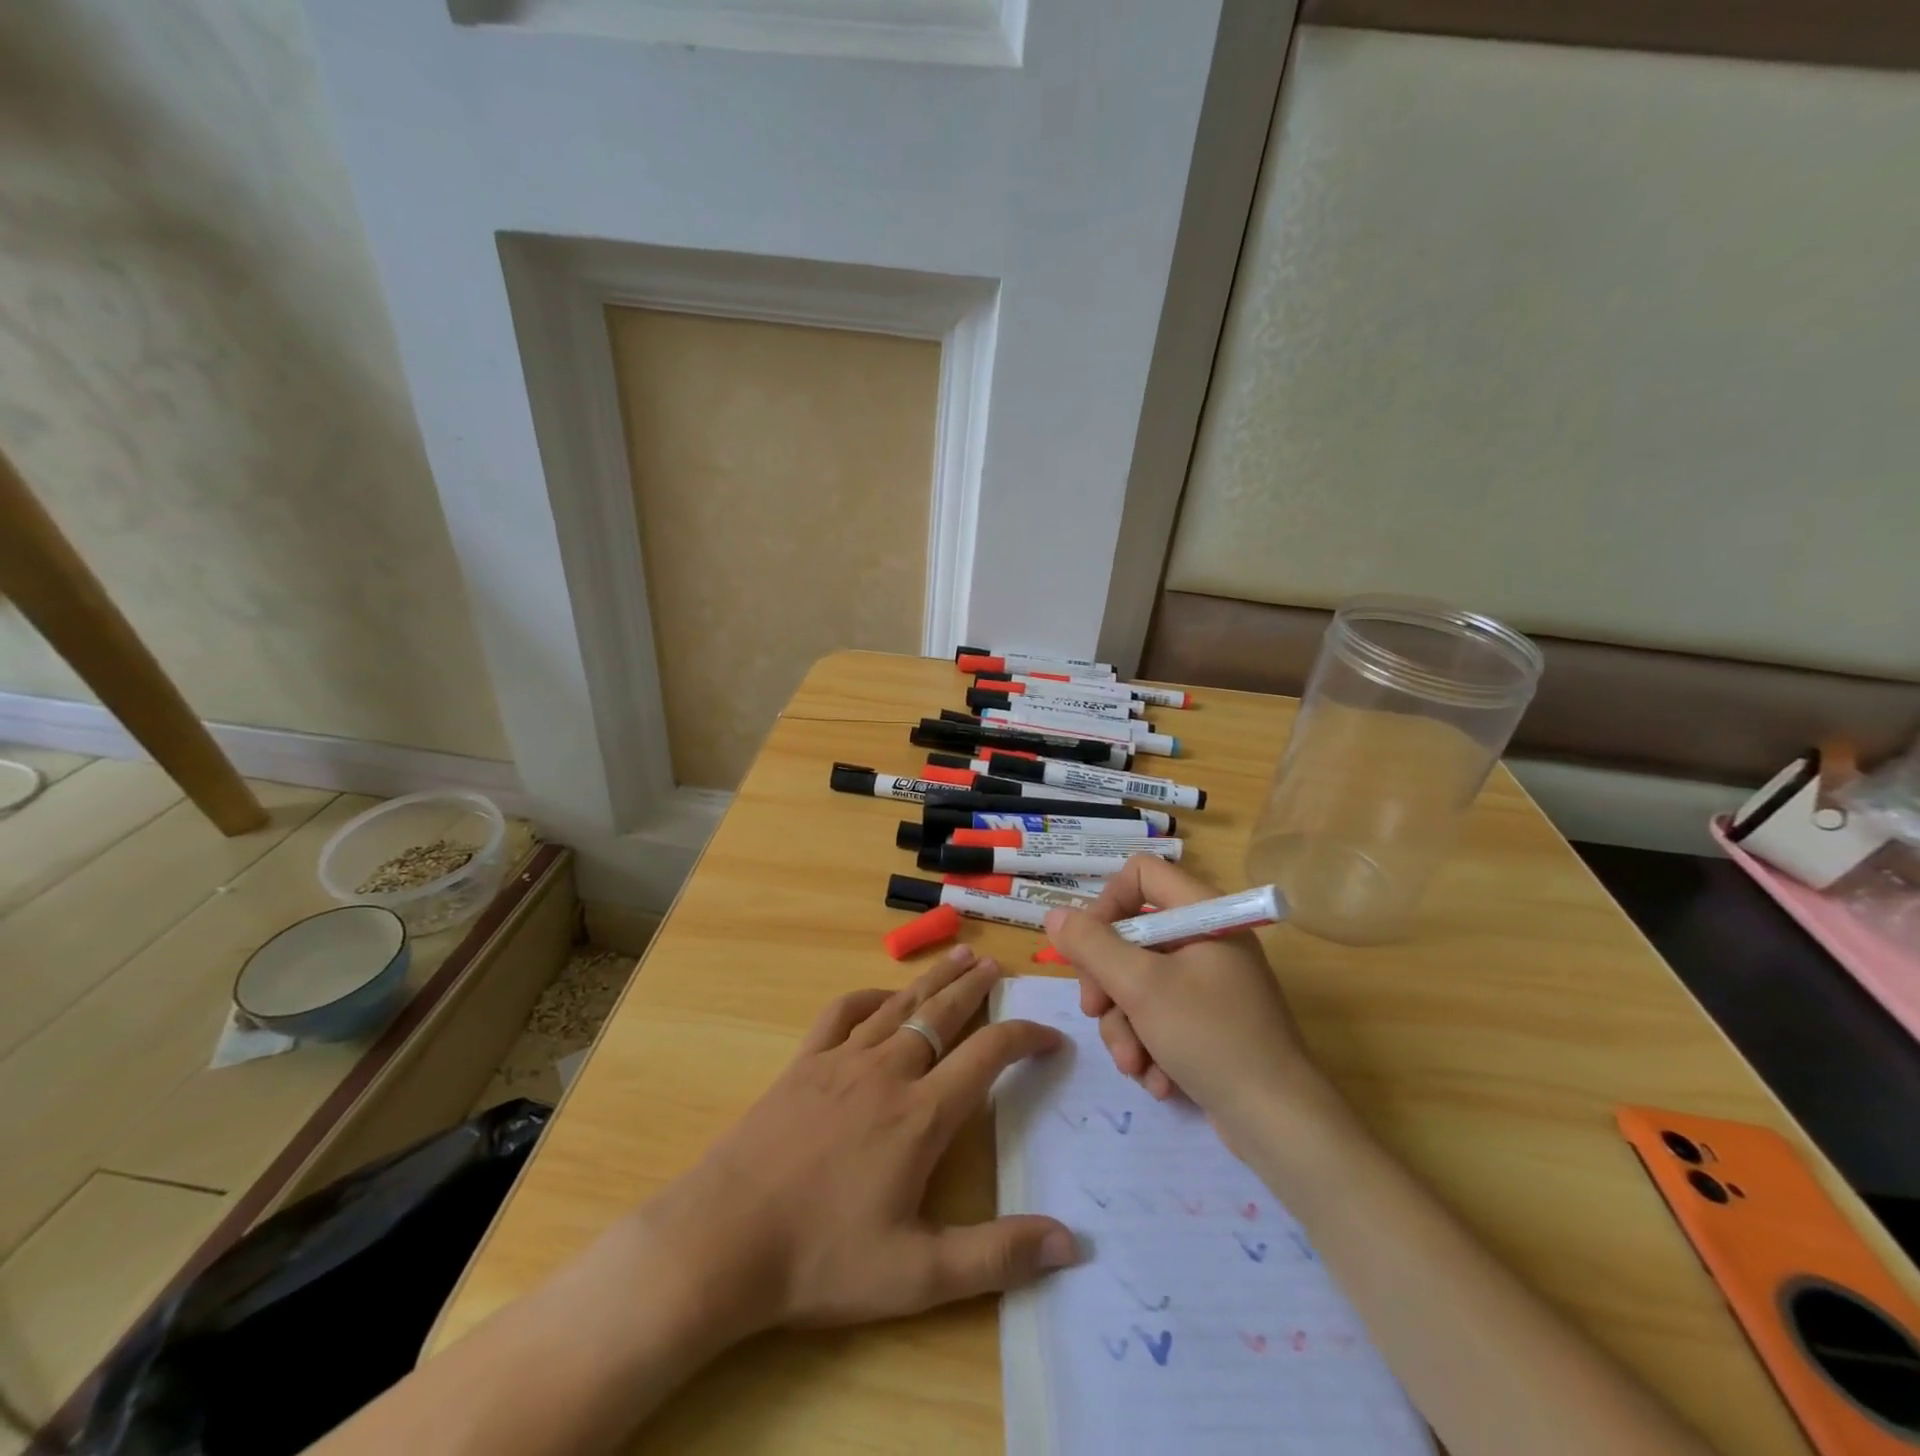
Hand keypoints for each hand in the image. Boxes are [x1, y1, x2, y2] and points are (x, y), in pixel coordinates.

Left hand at [641, 945, 1077, 1337]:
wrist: (723, 1239)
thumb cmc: (822, 1260)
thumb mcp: (918, 1276)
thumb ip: (997, 1256)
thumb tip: (1071, 1244)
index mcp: (922, 1115)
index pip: (988, 1056)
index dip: (1025, 1038)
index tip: (1050, 1036)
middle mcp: (887, 1072)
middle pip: (942, 1014)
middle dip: (975, 989)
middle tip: (998, 966)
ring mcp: (841, 1061)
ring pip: (899, 1005)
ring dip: (933, 980)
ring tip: (958, 958)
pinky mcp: (803, 1064)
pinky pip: (842, 1013)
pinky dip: (869, 996)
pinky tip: (882, 996)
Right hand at [1043, 856, 1320, 1126]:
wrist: (1280, 1125)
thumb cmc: (1211, 1037)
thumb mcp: (1141, 987)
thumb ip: (1092, 946)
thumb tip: (1055, 916)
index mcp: (1204, 915)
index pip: (1141, 874)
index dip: (1107, 903)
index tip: (1088, 947)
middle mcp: (1207, 941)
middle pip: (1132, 936)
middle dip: (1108, 982)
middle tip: (1095, 1012)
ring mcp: (1209, 985)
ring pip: (1139, 984)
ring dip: (1125, 1027)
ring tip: (1134, 1065)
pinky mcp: (1209, 1024)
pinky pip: (1159, 1018)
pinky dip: (1150, 1046)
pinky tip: (1157, 1080)